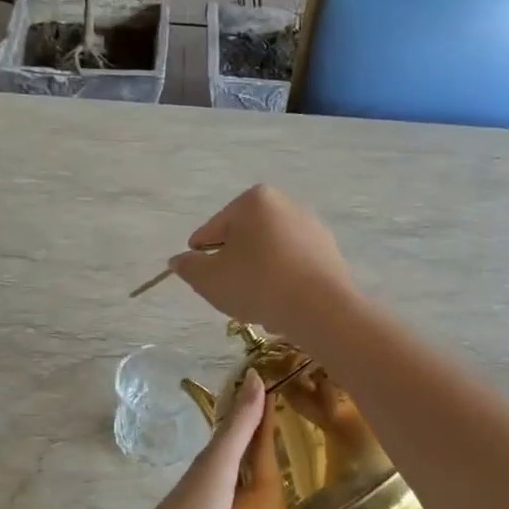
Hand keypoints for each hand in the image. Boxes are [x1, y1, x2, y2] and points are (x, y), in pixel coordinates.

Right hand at [166, 185, 353, 337]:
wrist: (320, 309)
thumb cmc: (257, 284)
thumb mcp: (208, 279)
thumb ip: (188, 267)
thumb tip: (179, 260)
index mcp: (254, 200)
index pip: (213, 229)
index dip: (201, 256)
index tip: (202, 279)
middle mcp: (286, 204)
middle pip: (244, 238)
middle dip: (233, 264)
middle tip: (229, 293)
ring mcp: (312, 227)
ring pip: (269, 253)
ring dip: (257, 274)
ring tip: (255, 303)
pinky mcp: (330, 252)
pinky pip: (293, 266)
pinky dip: (282, 281)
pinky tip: (280, 304)